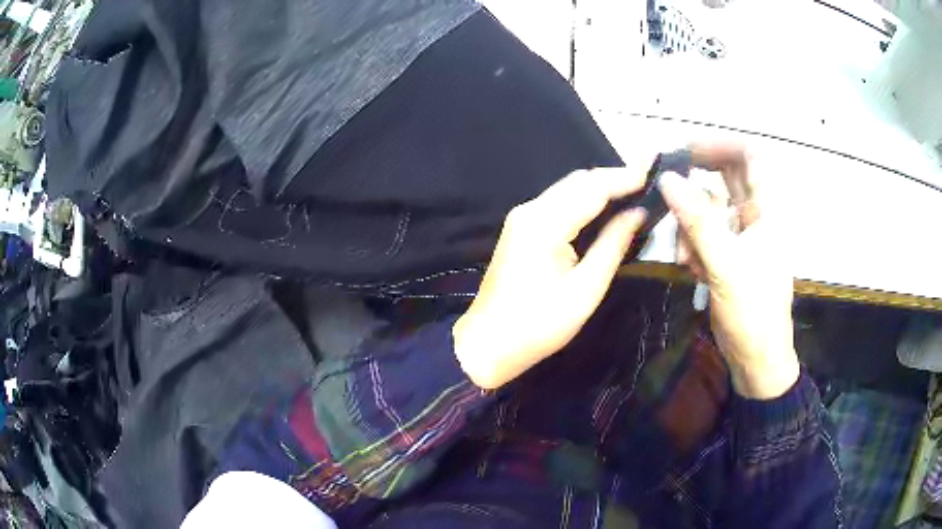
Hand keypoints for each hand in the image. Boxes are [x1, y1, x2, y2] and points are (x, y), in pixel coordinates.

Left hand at [453, 164, 649, 389]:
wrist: (488, 344)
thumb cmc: (539, 324)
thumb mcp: (585, 289)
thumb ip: (613, 245)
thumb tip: (637, 213)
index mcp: (545, 223)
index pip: (592, 187)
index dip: (625, 178)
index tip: (654, 173)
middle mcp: (530, 210)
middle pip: (578, 181)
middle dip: (613, 178)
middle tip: (647, 183)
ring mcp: (522, 218)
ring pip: (567, 189)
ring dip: (599, 188)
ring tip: (633, 193)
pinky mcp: (520, 229)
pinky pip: (558, 204)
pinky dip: (583, 201)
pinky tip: (604, 209)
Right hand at [659, 145, 798, 399]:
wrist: (756, 358)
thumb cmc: (753, 312)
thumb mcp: (725, 265)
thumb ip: (697, 220)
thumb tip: (667, 178)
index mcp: (768, 211)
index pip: (750, 156)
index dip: (721, 144)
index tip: (687, 150)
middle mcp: (757, 216)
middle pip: (726, 179)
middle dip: (697, 185)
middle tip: (668, 185)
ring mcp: (743, 236)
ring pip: (711, 209)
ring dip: (691, 225)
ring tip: (685, 256)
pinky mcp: (731, 254)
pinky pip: (706, 234)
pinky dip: (694, 244)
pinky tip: (691, 268)